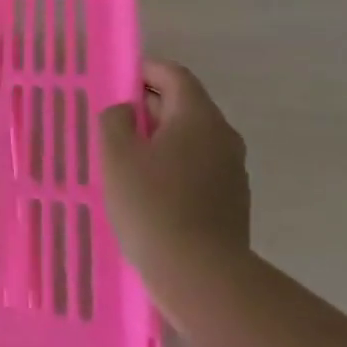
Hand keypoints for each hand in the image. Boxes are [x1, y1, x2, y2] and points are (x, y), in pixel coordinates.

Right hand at [99, 59, 250, 285]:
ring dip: (161, 139)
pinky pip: (198, 167)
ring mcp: (232, 169)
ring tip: (126, 159)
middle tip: (114, 123)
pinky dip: (174, 166)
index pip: (173, 75)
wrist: (200, 274)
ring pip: (192, 139)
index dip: (145, 71)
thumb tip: (126, 111)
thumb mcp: (117, 155)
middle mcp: (222, 135)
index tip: (118, 81)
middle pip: (185, 105)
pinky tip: (149, 190)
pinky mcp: (232, 200)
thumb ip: (115, 120)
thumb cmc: (152, 205)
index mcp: (197, 116)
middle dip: (149, 107)